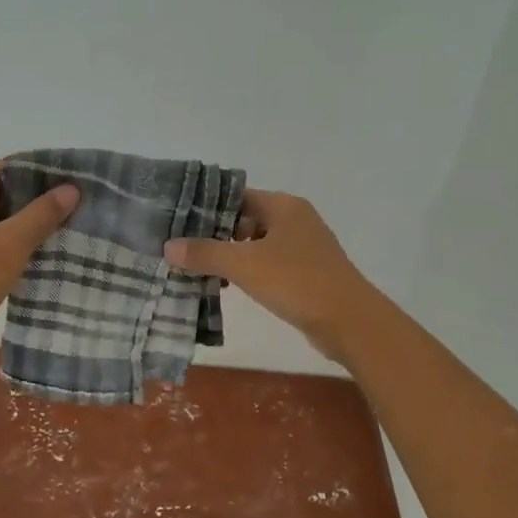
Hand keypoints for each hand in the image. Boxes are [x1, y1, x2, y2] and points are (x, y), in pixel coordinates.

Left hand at [0, 161, 79, 370]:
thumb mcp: (9, 245)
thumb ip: (41, 215)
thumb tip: (71, 189)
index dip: (32, 171)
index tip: (66, 178)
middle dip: (35, 200)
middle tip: (72, 204)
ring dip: (27, 226)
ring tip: (65, 228)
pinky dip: (15, 248)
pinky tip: (43, 256)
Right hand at [165, 189, 385, 363]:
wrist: (349, 321)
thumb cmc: (296, 281)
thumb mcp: (244, 265)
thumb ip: (205, 253)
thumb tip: (168, 246)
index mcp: (283, 205)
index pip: (236, 196)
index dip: (207, 208)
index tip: (178, 222)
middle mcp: (295, 219)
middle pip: (245, 219)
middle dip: (215, 234)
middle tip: (182, 248)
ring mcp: (304, 246)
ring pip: (257, 243)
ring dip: (231, 255)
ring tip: (198, 269)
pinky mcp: (307, 272)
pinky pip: (269, 264)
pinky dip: (249, 271)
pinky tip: (228, 285)